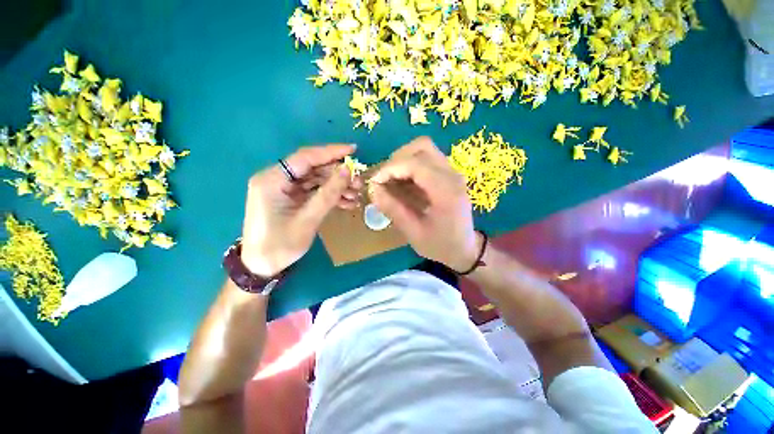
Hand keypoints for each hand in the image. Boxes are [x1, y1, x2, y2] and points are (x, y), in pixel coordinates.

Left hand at [241, 144, 361, 275]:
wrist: (262, 266)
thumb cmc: (280, 245)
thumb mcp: (308, 219)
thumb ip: (328, 194)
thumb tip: (348, 171)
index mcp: (272, 180)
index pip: (305, 157)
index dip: (331, 152)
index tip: (353, 150)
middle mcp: (277, 179)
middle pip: (313, 169)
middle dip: (338, 175)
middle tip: (359, 182)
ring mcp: (284, 189)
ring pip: (316, 180)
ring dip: (337, 187)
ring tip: (356, 196)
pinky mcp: (291, 198)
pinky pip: (314, 191)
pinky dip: (330, 196)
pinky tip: (347, 203)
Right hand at [370, 137, 479, 271]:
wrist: (465, 248)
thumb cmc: (440, 245)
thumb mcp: (414, 233)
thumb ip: (393, 209)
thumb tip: (373, 190)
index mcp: (446, 191)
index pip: (416, 164)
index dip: (391, 168)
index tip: (375, 182)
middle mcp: (452, 175)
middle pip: (422, 146)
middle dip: (397, 159)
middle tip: (385, 179)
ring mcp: (452, 172)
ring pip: (425, 148)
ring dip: (404, 159)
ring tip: (392, 180)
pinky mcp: (449, 174)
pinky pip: (427, 158)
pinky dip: (411, 164)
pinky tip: (403, 182)